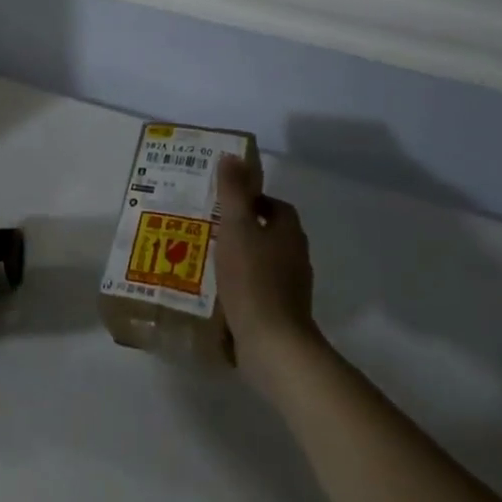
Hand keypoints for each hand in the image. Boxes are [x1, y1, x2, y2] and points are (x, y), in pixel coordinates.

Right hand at [215, 155, 321, 388]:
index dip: (252, 200)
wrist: (272, 344)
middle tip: (210, 228)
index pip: (274, 205)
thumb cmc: (252, 278)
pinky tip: (217, 293)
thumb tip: (232, 157)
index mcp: (288, 232)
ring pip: (264, 263)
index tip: (225, 203)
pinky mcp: (280, 314)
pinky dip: (241, 286)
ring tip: (207, 259)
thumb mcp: (236, 227)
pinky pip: (258, 290)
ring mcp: (290, 288)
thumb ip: (233, 192)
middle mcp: (295, 257)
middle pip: (270, 234)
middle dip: (244, 229)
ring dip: (241, 258)